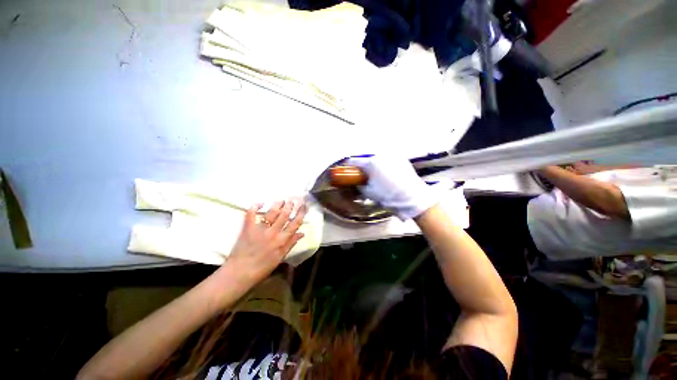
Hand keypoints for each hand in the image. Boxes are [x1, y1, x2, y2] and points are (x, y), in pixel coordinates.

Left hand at [225, 200, 306, 285]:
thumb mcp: (280, 257)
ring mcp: (260, 229)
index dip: (301, 213)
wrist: (240, 273)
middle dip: (290, 205)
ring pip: (272, 212)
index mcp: (282, 240)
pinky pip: (251, 214)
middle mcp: (273, 233)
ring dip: (277, 204)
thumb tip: (302, 233)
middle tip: (292, 200)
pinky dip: (255, 207)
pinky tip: (260, 203)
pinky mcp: (248, 228)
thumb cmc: (262, 268)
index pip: (295, 223)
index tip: (304, 205)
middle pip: (284, 215)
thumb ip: (291, 244)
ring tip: (281, 200)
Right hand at [346, 155, 438, 219]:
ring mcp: (393, 156)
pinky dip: (384, 165)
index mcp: (371, 163)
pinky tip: (386, 174)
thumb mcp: (369, 192)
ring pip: (378, 159)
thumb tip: (357, 182)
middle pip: (367, 159)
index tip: (345, 169)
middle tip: (362, 175)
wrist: (412, 198)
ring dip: (373, 165)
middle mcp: (381, 155)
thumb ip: (359, 185)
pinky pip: (388, 160)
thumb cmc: (388, 196)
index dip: (348, 165)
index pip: (355, 161)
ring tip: (375, 175)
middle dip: (362, 166)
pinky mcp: (401, 159)